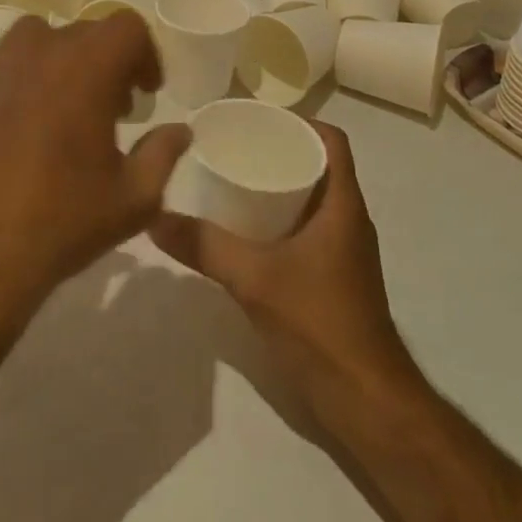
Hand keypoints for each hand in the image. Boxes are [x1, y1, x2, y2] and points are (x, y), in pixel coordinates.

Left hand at [0, 11, 189, 312]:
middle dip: (107, 63)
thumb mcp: (133, 197)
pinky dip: (20, 76)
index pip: (127, 27)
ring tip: (63, 106)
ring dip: (61, 61)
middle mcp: (42, 49)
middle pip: (86, 33)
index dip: (144, 55)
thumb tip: (180, 130)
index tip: (145, 93)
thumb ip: (163, 154)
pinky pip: (1, 62)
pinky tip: (20, 120)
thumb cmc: (62, 220)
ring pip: (39, 39)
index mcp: (89, 65)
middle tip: (113, 109)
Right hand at [151, 122, 418, 422]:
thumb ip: (205, 247)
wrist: (366, 401)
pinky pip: (309, 230)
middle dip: (281, 152)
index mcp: (343, 205)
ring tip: (235, 181)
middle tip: (236, 148)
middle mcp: (349, 220)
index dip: (300, 122)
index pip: (332, 141)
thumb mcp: (254, 279)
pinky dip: (282, 220)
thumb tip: (155, 217)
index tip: (260, 120)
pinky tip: (248, 232)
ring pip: (314, 200)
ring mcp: (345, 252)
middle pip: (320, 166)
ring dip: (281, 187)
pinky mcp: (337, 279)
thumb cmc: (319, 324)